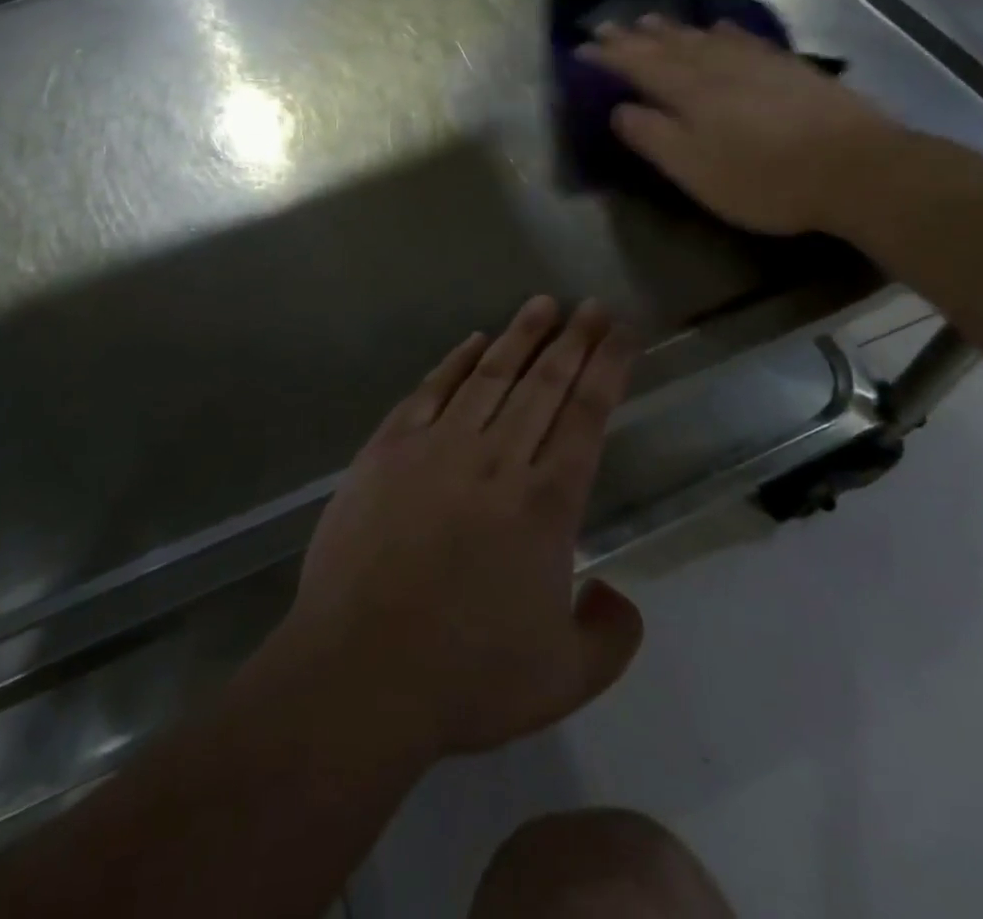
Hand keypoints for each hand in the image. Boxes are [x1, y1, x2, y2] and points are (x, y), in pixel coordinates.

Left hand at [283, 297, 641, 758]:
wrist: (360, 670)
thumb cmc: (466, 677)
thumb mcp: (564, 679)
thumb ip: (609, 637)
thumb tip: (618, 597)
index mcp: (546, 503)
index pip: (587, 415)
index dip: (609, 368)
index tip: (622, 332)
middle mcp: (497, 459)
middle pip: (545, 384)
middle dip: (574, 340)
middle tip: (592, 305)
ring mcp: (438, 447)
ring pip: (490, 375)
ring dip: (521, 336)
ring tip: (542, 304)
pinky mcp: (388, 449)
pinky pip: (430, 391)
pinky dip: (455, 362)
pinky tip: (473, 342)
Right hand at [577, 16, 899, 234]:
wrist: (854, 167)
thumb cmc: (762, 177)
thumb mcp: (694, 169)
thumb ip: (652, 136)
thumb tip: (619, 109)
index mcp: (688, 91)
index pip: (637, 65)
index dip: (607, 56)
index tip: (580, 47)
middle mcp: (716, 66)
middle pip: (667, 45)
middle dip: (633, 36)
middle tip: (607, 24)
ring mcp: (755, 62)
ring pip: (703, 38)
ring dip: (672, 29)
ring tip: (650, 19)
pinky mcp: (788, 68)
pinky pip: (744, 39)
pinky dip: (723, 31)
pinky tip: (720, 27)